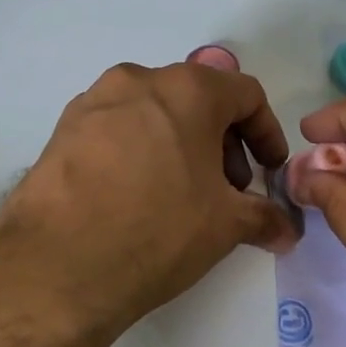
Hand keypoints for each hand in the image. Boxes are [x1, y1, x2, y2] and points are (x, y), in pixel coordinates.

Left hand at [0, 62, 297, 333]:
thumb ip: (265, 218)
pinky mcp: (61, 131)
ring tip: (181, 197)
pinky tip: (136, 198)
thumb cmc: (158, 231)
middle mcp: (137, 81)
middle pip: (197, 100)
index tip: (269, 171)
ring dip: (180, 146)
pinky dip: (139, 153)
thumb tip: (287, 231)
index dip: (267, 133)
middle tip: (227, 190)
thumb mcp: (225, 225)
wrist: (58, 266)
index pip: (245, 95)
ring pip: (153, 114)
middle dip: (222, 143)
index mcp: (186, 89)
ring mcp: (92, 103)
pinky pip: (116, 131)